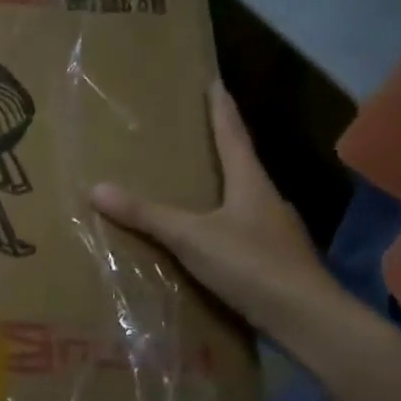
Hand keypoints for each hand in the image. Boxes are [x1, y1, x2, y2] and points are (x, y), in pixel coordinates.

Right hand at [91, 81, 338, 333]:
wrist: (304, 318)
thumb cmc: (251, 265)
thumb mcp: (191, 236)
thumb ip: (146, 214)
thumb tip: (96, 187)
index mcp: (251, 184)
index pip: (233, 136)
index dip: (221, 110)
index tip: (214, 83)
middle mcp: (265, 201)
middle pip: (240, 166)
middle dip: (218, 149)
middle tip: (192, 134)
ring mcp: (272, 232)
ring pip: (240, 201)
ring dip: (218, 190)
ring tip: (190, 187)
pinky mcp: (270, 261)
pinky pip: (237, 232)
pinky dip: (218, 226)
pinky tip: (202, 240)